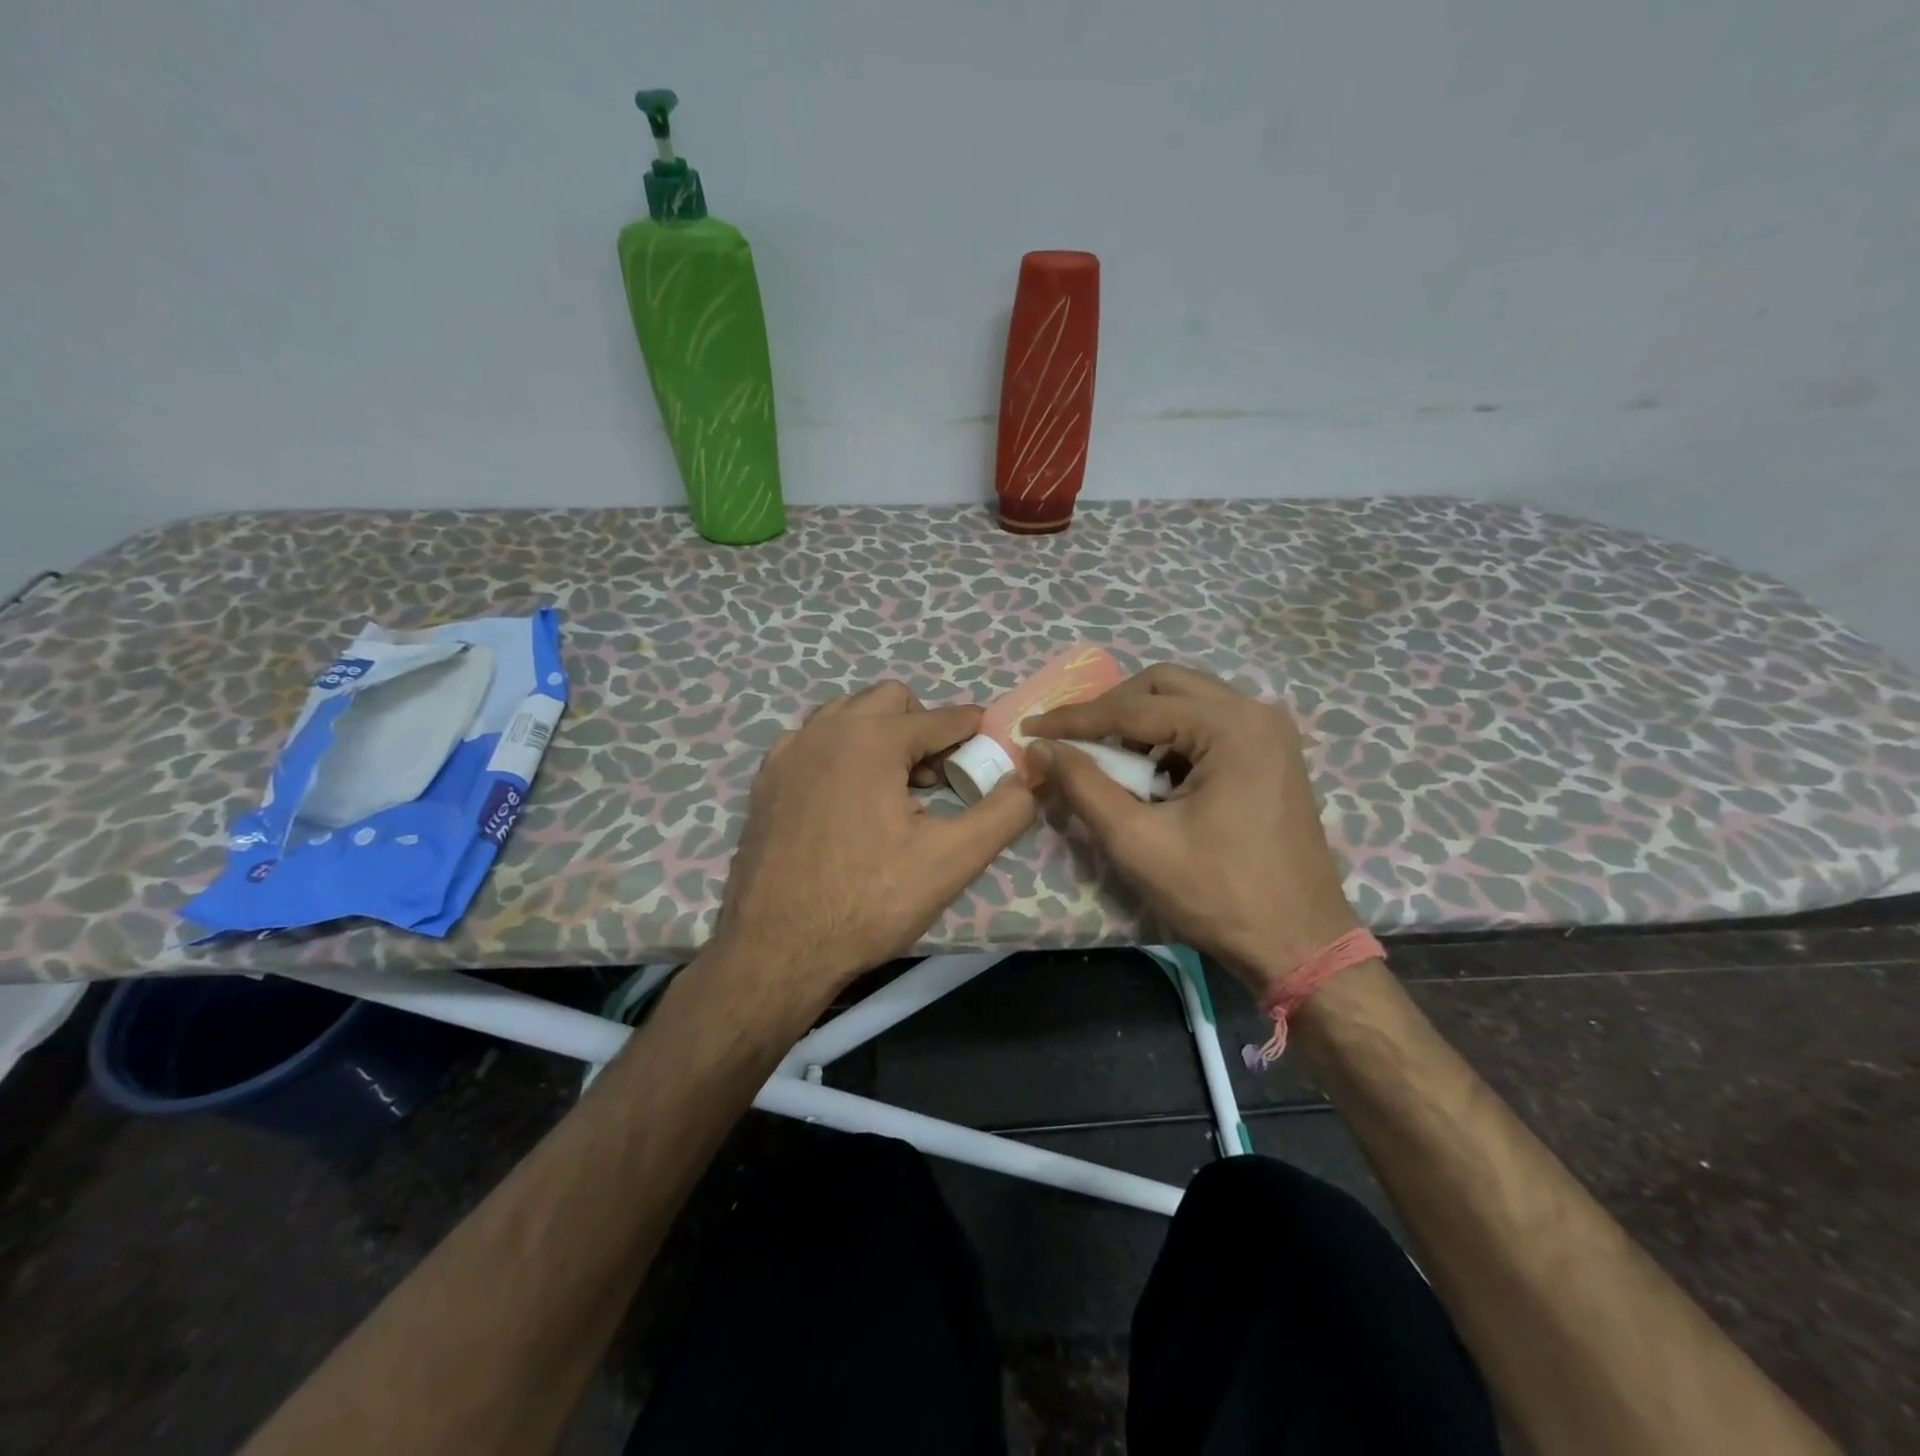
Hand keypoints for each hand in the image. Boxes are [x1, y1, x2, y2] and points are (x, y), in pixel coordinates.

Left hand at [711, 681, 1034, 1011]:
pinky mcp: (766, 780)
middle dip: (922, 726)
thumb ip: (1003, 812)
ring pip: (846, 714)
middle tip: (936, 777)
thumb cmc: (868, 901)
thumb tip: (1025, 780)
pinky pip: (813, 741)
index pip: (941, 717)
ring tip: (894, 788)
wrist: (776, 949)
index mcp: (872, 738)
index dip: (973, 731)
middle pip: (890, 700)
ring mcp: (789, 752)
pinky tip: (847, 801)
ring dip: (880, 734)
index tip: (988, 749)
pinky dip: (840, 753)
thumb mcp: (952, 860)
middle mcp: (825, 730)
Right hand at [1026, 664, 1358, 992]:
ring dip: (1140, 723)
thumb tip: (1041, 747)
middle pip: (1164, 686)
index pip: (1133, 708)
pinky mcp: (1272, 755)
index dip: (1075, 718)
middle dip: (1110, 709)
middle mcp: (1255, 713)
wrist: (1299, 944)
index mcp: (1230, 727)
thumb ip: (1084, 786)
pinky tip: (1151, 776)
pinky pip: (1208, 725)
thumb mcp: (1137, 841)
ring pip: (1187, 701)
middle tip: (1072, 740)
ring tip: (1108, 762)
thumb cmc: (1217, 895)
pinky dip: (1170, 739)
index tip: (1030, 728)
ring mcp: (1270, 733)